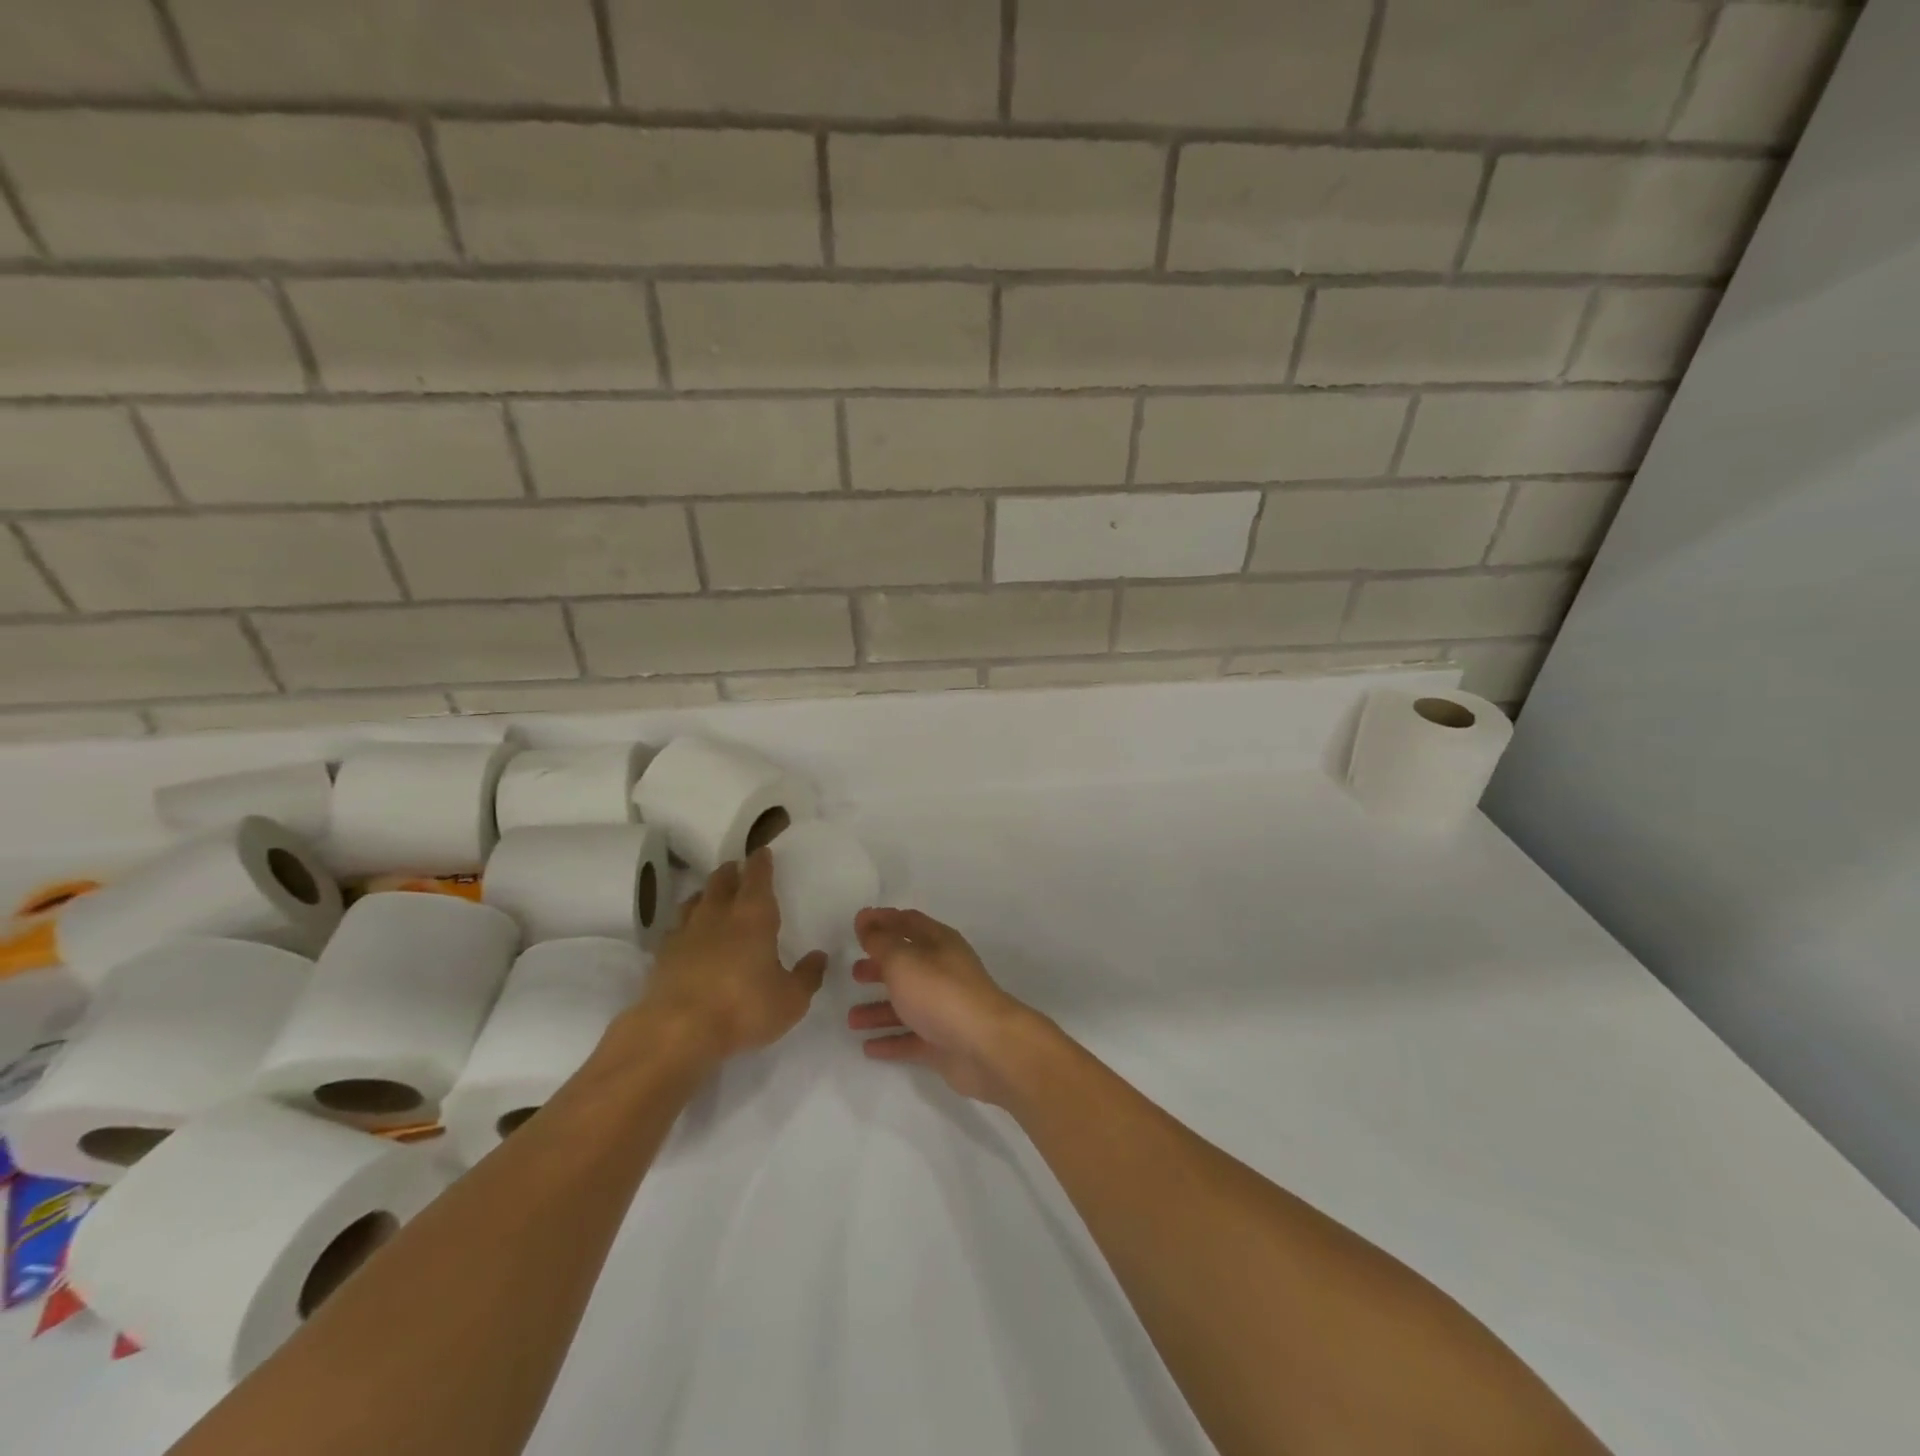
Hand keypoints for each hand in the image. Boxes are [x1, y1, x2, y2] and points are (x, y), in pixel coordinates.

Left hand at [629, 849, 827, 1064]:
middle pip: (722, 881)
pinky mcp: (662, 955)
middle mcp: (718, 914)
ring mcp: (686, 933)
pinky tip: (688, 935)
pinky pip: (675, 928)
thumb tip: (819, 957)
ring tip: (712, 896)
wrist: (676, 1032)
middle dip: (731, 871)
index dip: (761, 862)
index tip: (762, 852)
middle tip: (737, 869)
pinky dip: (685, 924)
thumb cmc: (743, 1008)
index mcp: (754, 916)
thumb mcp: (791, 999)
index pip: (757, 876)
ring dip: (706, 894)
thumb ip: (807, 976)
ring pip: (695, 900)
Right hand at [846, 908, 1041, 1103]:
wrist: (985, 1047)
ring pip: (906, 1004)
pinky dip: (890, 1040)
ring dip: (878, 1009)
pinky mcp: (943, 1041)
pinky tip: (868, 1047)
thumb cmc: (940, 993)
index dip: (883, 920)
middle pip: (907, 964)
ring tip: (851, 1019)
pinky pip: (911, 1038)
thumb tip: (865, 919)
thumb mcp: (903, 960)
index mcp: (939, 943)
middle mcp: (943, 971)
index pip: (908, 922)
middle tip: (854, 972)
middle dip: (880, 967)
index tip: (858, 923)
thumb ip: (880, 941)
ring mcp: (944, 1008)